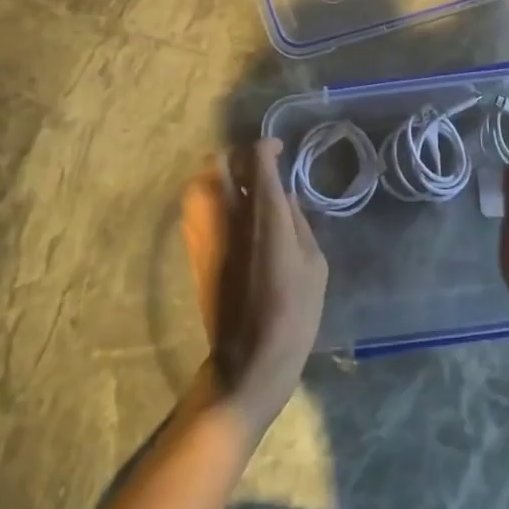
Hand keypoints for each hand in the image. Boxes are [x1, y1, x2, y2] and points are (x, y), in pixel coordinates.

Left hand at [181, 139, 326, 435]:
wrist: (248, 362)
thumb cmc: (293, 314)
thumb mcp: (314, 265)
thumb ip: (300, 223)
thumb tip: (287, 199)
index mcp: (265, 214)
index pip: (257, 159)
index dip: (267, 147)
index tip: (279, 149)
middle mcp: (230, 214)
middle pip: (220, 163)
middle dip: (238, 156)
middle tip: (256, 166)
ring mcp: (207, 233)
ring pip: (200, 183)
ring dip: (218, 176)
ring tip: (237, 186)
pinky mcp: (195, 252)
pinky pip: (195, 209)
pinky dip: (207, 199)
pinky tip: (227, 214)